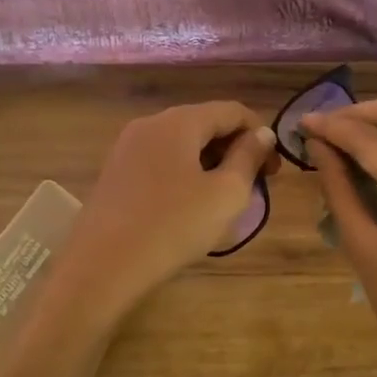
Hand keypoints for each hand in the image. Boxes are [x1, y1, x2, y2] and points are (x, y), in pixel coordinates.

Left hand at [57, 102, 276, 324]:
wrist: (103, 265)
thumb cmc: (173, 226)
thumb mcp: (226, 194)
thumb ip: (248, 158)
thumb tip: (262, 133)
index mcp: (179, 121)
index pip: (232, 111)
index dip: (260, 134)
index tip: (274, 170)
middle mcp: (150, 123)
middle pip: (204, 123)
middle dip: (234, 149)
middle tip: (255, 186)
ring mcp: (127, 147)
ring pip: (181, 143)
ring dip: (210, 162)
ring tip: (225, 197)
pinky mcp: (115, 172)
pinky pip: (160, 161)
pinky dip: (184, 172)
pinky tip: (190, 204)